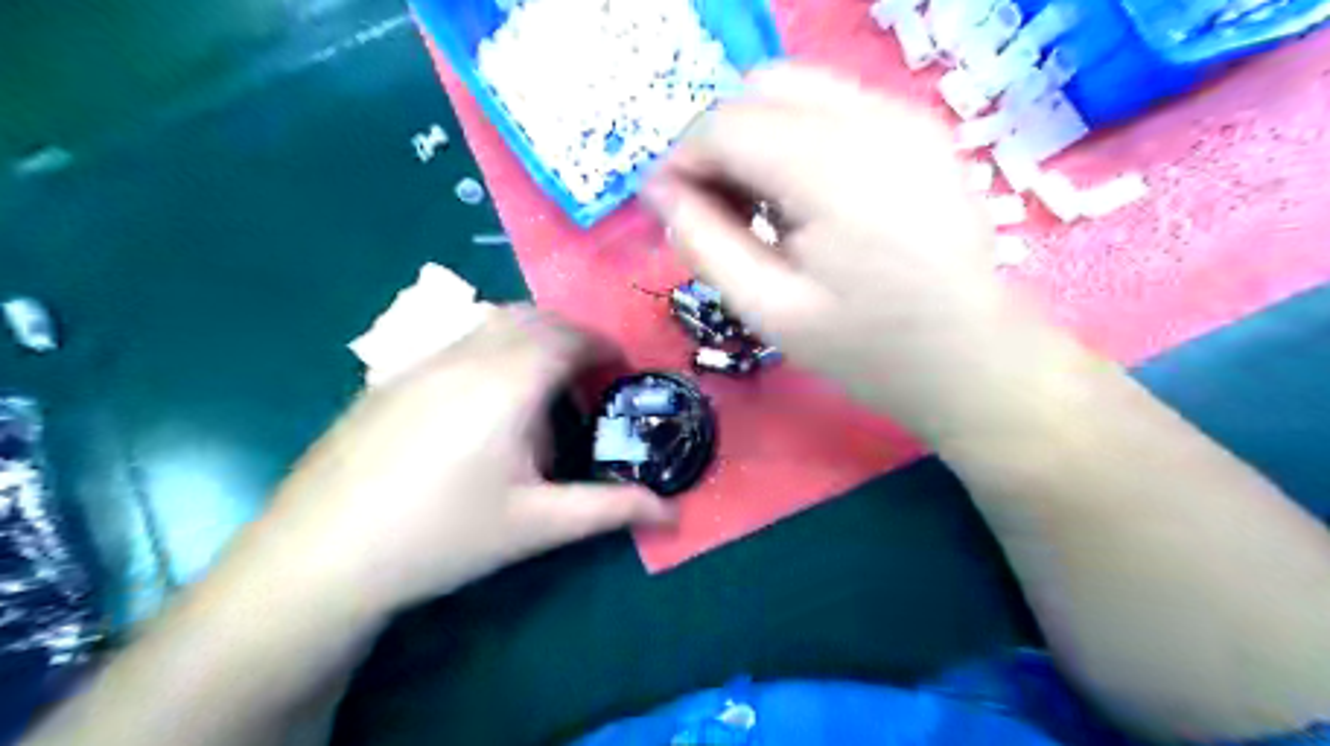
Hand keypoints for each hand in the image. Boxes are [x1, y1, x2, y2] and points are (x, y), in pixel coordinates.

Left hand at [249, 308, 670, 616]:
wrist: (321, 555)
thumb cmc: (444, 537)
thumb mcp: (539, 524)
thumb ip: (611, 509)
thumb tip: (673, 515)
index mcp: (508, 382)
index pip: (568, 336)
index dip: (602, 345)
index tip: (621, 367)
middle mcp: (465, 355)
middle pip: (531, 317)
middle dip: (570, 336)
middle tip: (588, 376)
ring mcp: (420, 360)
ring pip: (489, 321)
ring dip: (528, 337)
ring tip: (540, 386)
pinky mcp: (389, 375)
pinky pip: (456, 339)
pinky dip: (489, 348)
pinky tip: (481, 403)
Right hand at [644, 67, 1020, 432]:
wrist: (972, 358)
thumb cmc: (869, 349)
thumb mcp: (770, 310)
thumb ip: (704, 243)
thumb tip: (659, 191)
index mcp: (835, 169)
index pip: (726, 123)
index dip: (682, 160)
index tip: (670, 207)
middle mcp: (875, 119)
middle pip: (761, 89)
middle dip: (720, 141)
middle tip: (718, 209)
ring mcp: (906, 116)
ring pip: (797, 89)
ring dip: (758, 137)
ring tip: (761, 207)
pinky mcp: (920, 128)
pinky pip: (833, 105)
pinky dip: (797, 138)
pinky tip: (804, 198)